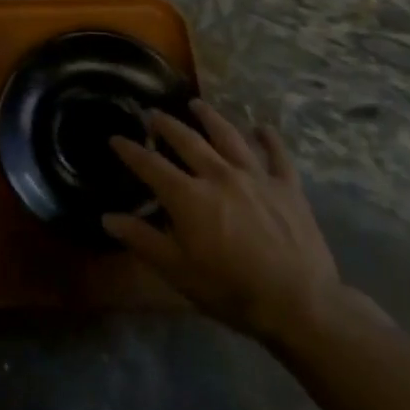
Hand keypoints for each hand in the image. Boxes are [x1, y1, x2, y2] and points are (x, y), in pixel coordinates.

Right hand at [105, 100, 345, 343]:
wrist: (301, 305)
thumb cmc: (233, 291)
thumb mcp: (179, 272)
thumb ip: (143, 240)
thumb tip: (108, 217)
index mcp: (189, 196)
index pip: (151, 165)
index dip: (130, 151)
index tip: (115, 138)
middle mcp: (219, 175)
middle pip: (188, 141)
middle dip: (166, 125)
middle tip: (153, 114)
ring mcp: (256, 177)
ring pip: (228, 136)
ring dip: (210, 117)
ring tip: (196, 104)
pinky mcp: (288, 187)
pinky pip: (277, 155)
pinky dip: (269, 138)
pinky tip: (262, 127)